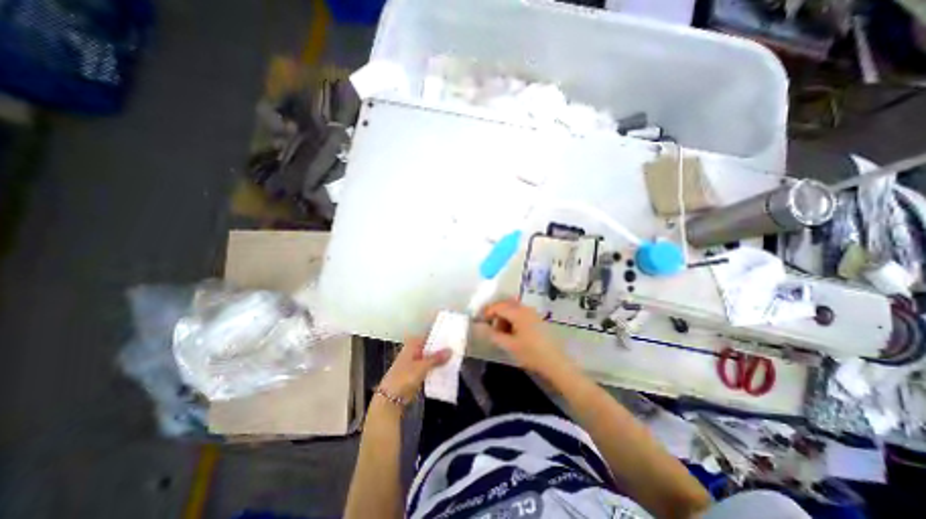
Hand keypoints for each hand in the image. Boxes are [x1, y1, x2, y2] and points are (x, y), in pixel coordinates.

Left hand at [374, 339, 449, 403]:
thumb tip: (451, 350)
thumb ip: (437, 358)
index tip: (453, 335)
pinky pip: (430, 367)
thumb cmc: (404, 377)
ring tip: (456, 356)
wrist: (391, 397)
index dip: (440, 336)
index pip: (429, 335)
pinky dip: (437, 367)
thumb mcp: (422, 366)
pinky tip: (448, 367)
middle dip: (442, 348)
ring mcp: (416, 361)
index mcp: (413, 343)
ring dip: (440, 358)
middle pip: (431, 346)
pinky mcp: (417, 372)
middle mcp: (414, 350)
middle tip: (457, 346)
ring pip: (431, 357)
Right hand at [477, 301, 571, 379]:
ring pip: (513, 309)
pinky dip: (512, 319)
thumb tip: (481, 327)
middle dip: (495, 314)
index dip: (487, 312)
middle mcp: (526, 308)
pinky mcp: (536, 319)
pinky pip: (520, 313)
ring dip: (504, 317)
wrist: (555, 362)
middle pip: (505, 305)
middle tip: (490, 328)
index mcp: (518, 313)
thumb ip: (493, 335)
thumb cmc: (531, 353)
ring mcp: (532, 313)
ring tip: (501, 333)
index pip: (498, 306)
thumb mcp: (509, 345)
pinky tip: (512, 333)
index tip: (480, 322)